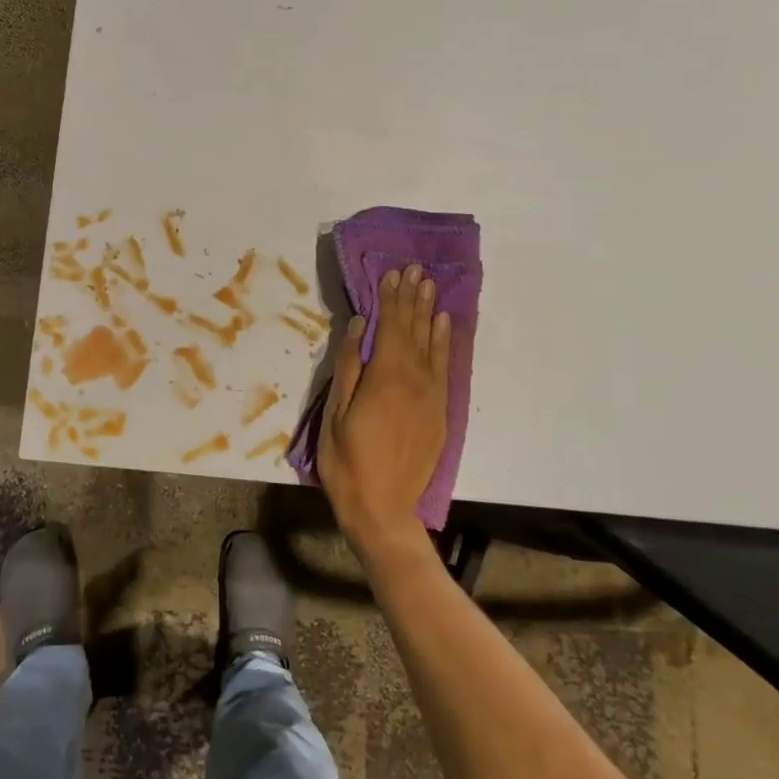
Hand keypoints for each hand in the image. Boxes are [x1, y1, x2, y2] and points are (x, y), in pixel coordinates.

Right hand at [316, 265, 450, 568]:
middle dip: (412, 298)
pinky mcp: (440, 411)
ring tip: (429, 286)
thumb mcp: (334, 413)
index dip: (390, 299)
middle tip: (415, 269)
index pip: (390, 327)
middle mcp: (415, 379)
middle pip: (414, 330)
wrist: (384, 509)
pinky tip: (444, 324)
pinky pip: (444, 366)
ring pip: (433, 344)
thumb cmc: (347, 462)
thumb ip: (349, 366)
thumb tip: (361, 325)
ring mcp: (432, 395)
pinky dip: (445, 342)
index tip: (391, 273)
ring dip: (429, 313)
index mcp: (385, 377)